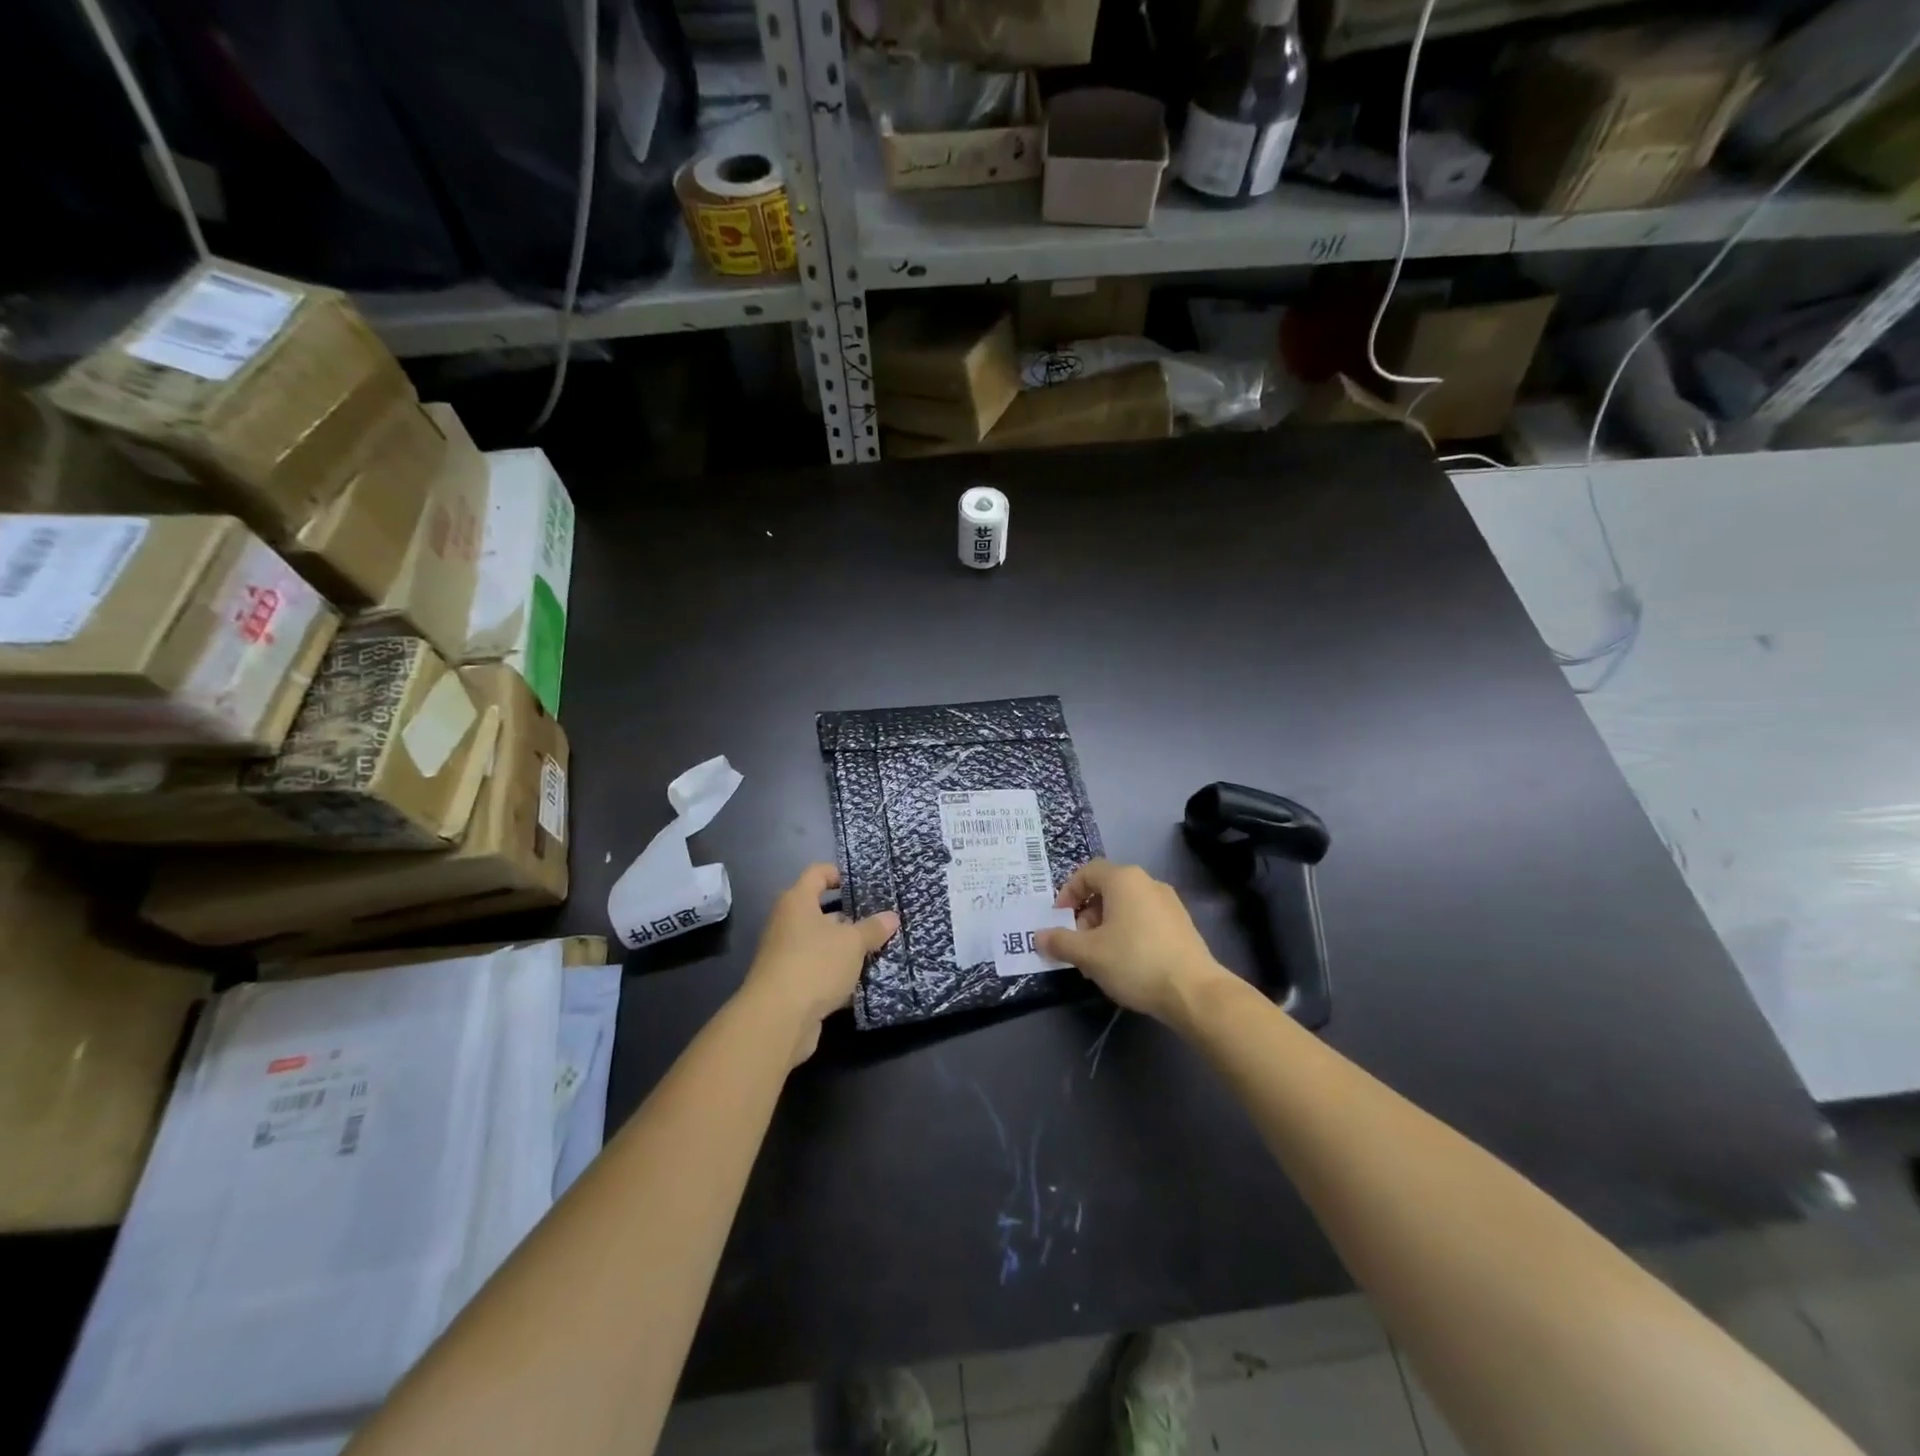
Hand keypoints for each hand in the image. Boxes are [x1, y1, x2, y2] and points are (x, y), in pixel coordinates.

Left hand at [741, 864, 898, 1063]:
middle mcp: (787, 923)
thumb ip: (873, 928)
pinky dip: (837, 973)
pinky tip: (862, 981)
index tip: (864, 883)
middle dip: (850, 915)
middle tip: (880, 919)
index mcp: (797, 902)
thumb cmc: (815, 964)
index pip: (817, 873)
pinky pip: (818, 970)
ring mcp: (785, 955)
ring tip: (878, 949)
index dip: (839, 874)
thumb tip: (891, 917)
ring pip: (821, 943)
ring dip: (845, 948)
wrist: (777, 1020)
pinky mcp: (789, 984)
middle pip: (820, 910)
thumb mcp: (852, 943)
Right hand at [1036, 859, 1225, 1021]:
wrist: (1194, 992)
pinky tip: (1126, 964)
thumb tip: (1038, 937)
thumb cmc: (1135, 962)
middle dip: (1086, 916)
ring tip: (1100, 960)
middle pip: (1106, 890)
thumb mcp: (1088, 954)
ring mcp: (1169, 903)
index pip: (1087, 872)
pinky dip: (1128, 934)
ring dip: (1105, 928)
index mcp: (1124, 879)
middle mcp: (1147, 882)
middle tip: (1079, 945)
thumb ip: (1059, 942)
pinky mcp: (1182, 925)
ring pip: (1125, 907)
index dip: (1067, 893)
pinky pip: (1144, 920)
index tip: (1059, 920)